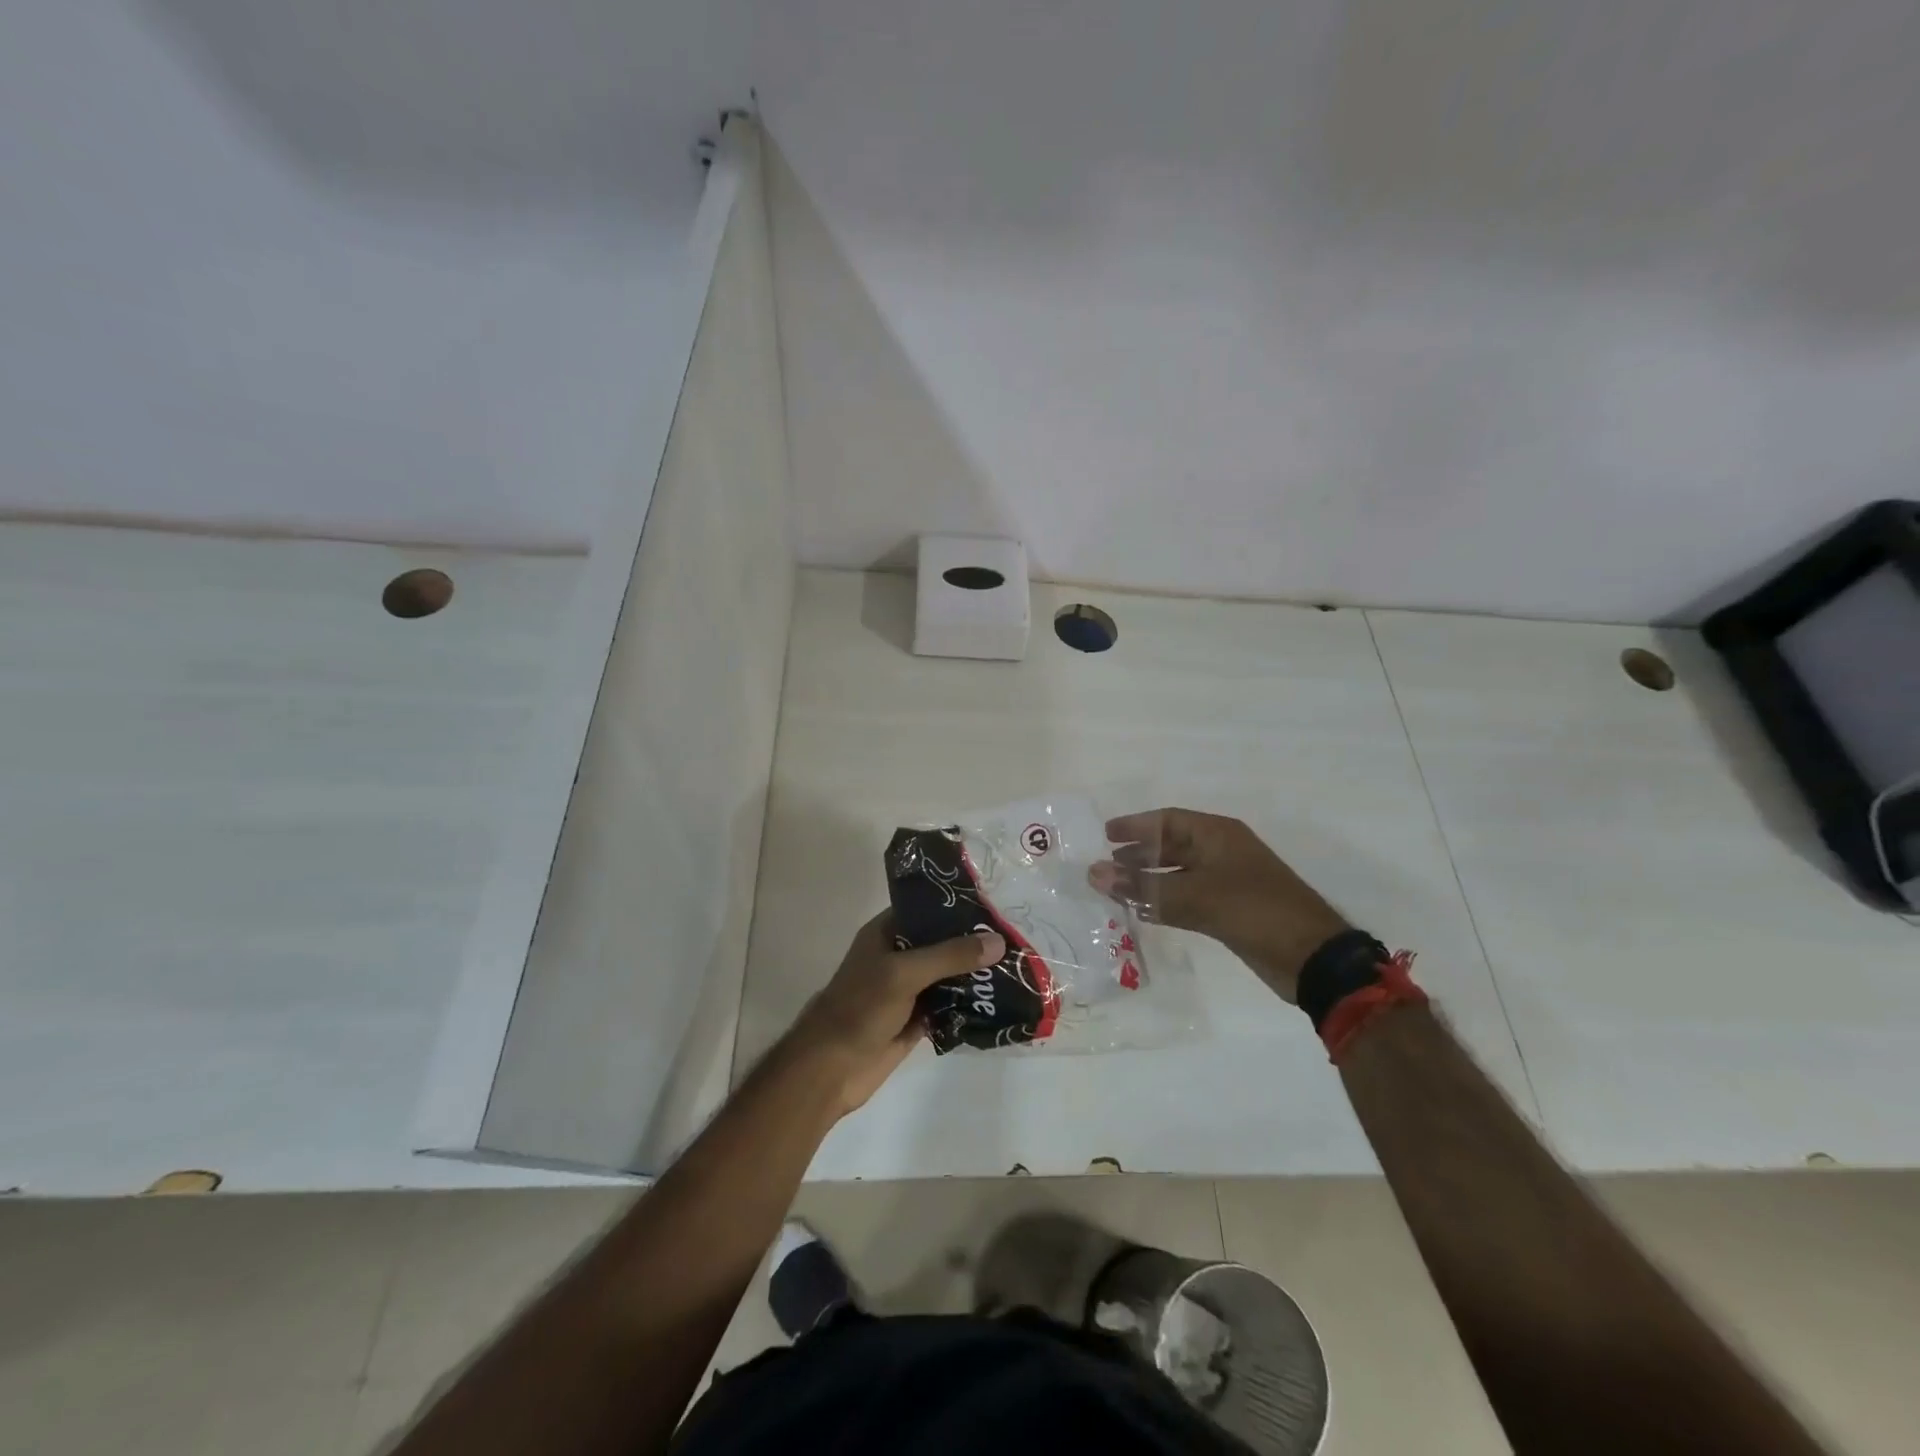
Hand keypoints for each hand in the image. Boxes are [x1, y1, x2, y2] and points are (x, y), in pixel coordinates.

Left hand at [783, 913, 1005, 1115]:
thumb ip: (950, 956)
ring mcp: (908, 989)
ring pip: (948, 975)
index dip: (956, 906)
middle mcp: (898, 956)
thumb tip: (998, 941)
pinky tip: (1001, 1001)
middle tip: (1015, 938)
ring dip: (975, 974)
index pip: (926, 909)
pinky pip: (949, 1006)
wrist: (832, 1069)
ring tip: (1016, 967)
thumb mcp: (904, 973)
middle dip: (973, 942)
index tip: (993, 906)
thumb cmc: (860, 1008)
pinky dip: (970, 1004)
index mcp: (887, 934)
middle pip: (941, 943)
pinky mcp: (917, 1020)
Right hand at [1090, 808, 1347, 1000]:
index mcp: (1218, 835)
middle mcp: (1221, 852)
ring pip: (1177, 874)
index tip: (1105, 835)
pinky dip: (1164, 902)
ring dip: (1149, 881)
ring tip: (1116, 889)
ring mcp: (1227, 882)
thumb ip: (1143, 887)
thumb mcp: (1195, 896)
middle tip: (1106, 865)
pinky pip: (1187, 898)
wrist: (1311, 958)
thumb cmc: (1254, 911)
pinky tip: (1143, 912)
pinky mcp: (1229, 911)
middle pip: (1171, 846)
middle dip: (1139, 855)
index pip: (1168, 821)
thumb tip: (1093, 873)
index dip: (1135, 826)